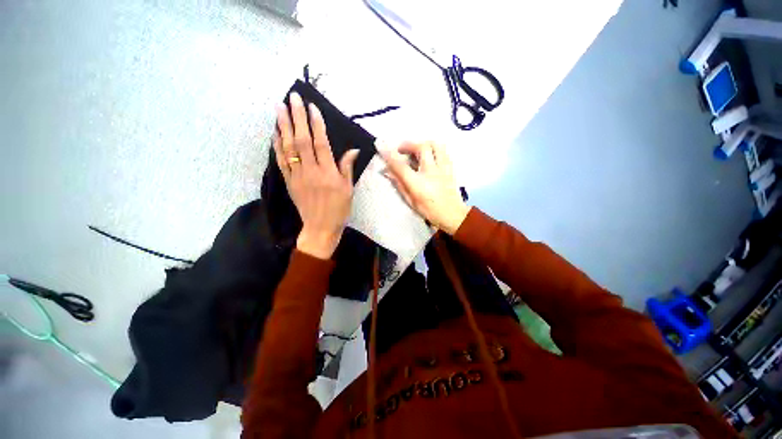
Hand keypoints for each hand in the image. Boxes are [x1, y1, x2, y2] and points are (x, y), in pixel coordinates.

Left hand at [273, 93, 359, 258]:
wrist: (320, 227)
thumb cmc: (339, 209)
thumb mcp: (348, 189)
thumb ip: (347, 168)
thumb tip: (353, 150)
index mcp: (328, 173)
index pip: (321, 143)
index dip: (316, 124)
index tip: (312, 107)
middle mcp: (311, 171)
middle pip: (302, 141)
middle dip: (297, 117)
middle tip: (292, 98)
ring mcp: (297, 176)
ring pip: (288, 148)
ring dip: (283, 126)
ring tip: (279, 107)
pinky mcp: (289, 182)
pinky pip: (281, 161)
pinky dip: (276, 146)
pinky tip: (274, 132)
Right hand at [379, 141, 469, 234]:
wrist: (452, 214)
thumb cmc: (430, 210)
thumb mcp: (411, 200)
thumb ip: (399, 184)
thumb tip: (388, 172)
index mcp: (418, 184)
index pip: (401, 166)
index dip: (390, 155)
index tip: (382, 146)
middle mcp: (431, 172)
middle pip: (421, 148)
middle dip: (409, 144)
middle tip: (401, 149)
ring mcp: (443, 168)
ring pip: (435, 145)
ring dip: (423, 143)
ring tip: (416, 149)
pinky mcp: (450, 168)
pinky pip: (443, 151)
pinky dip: (433, 149)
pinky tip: (429, 155)